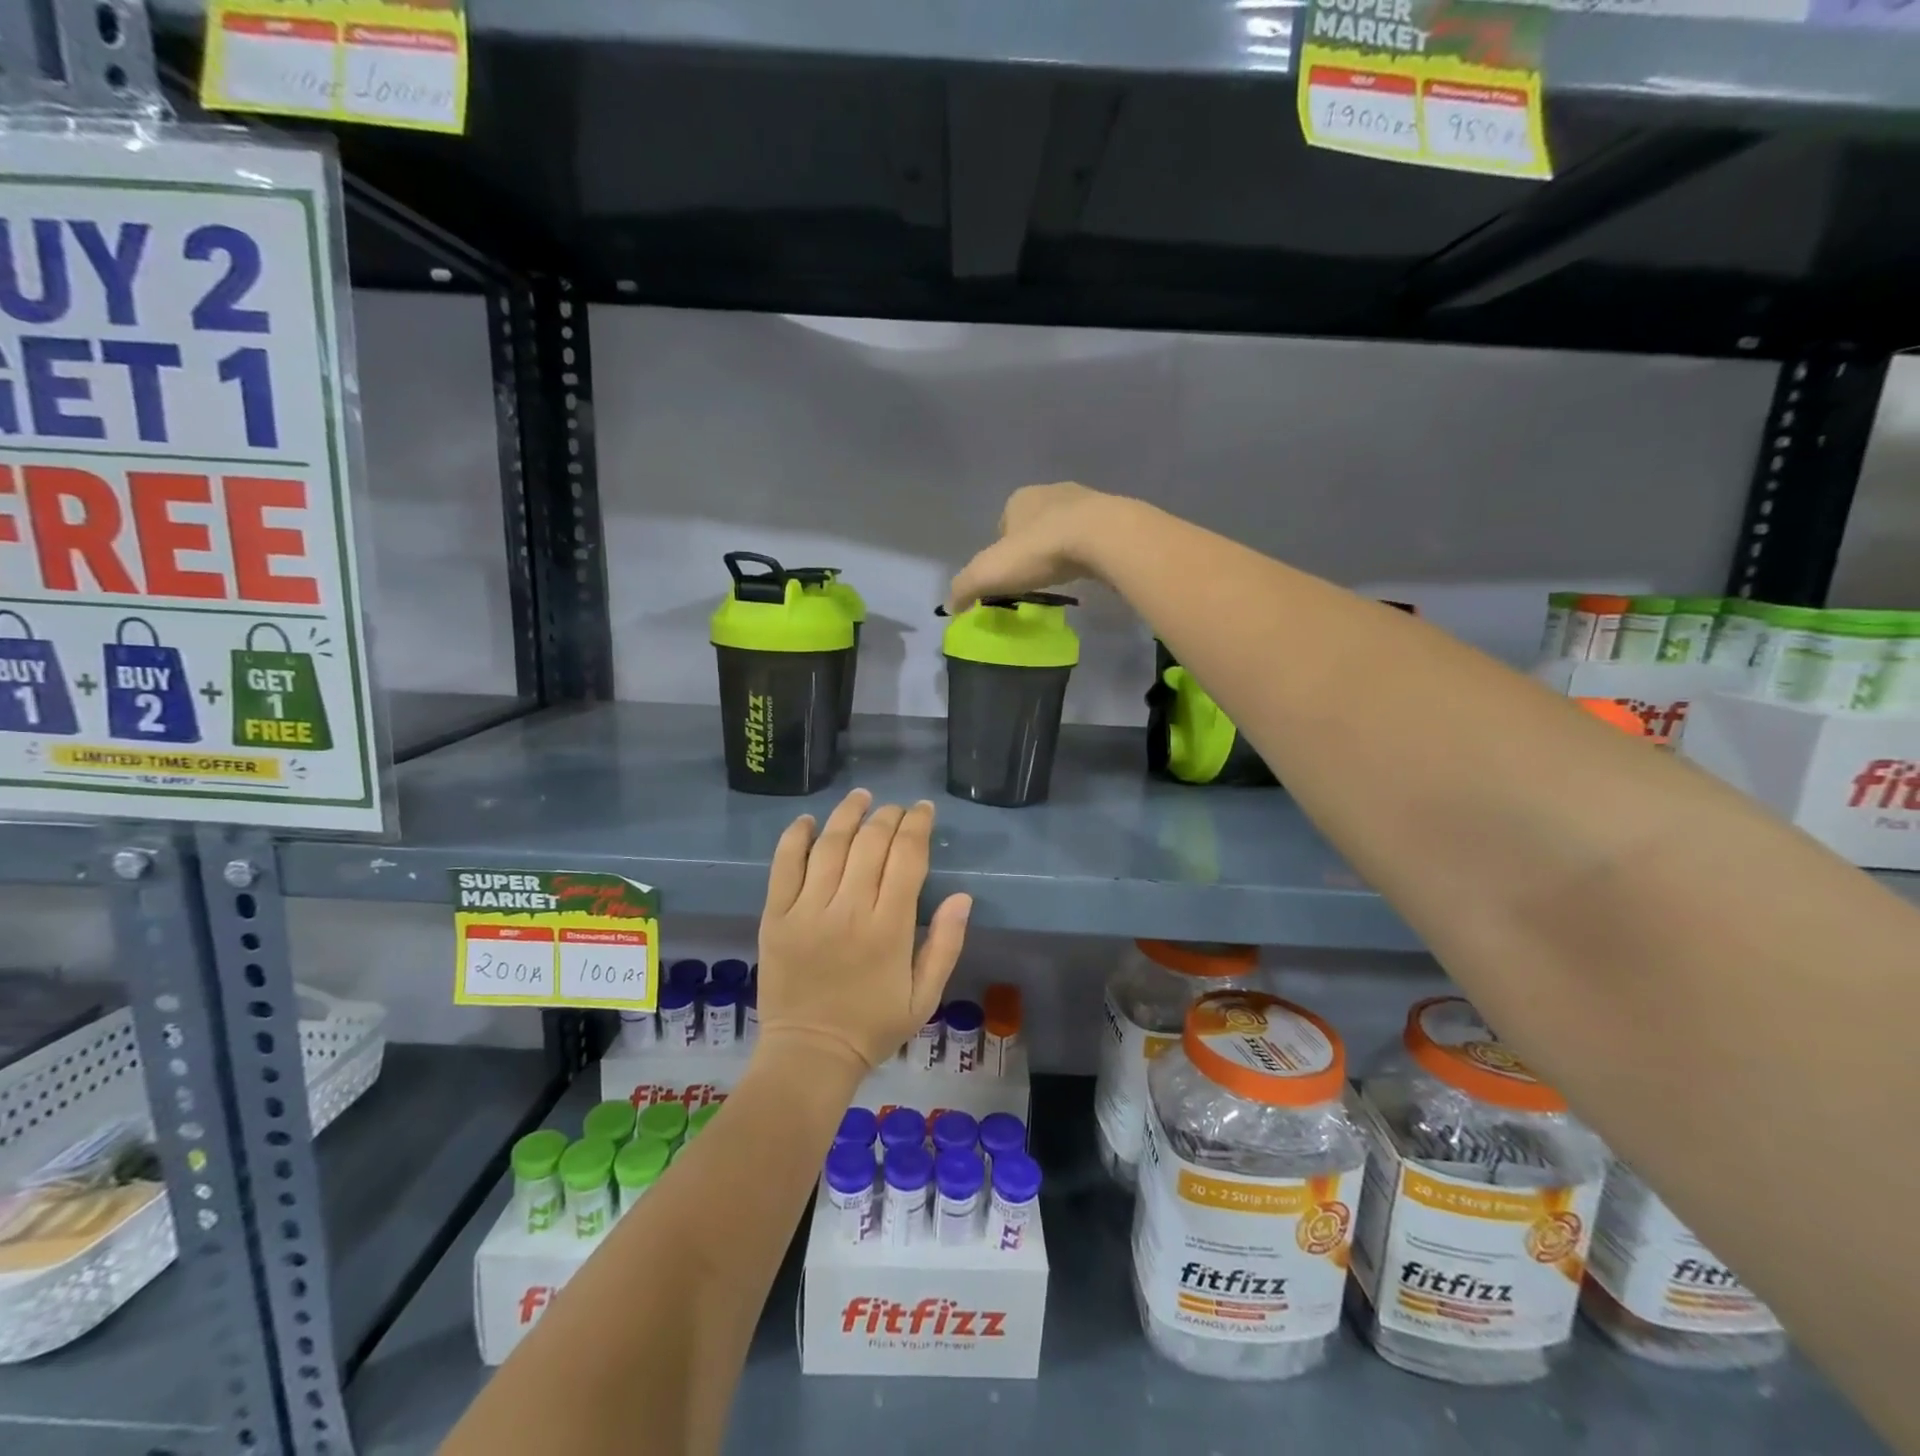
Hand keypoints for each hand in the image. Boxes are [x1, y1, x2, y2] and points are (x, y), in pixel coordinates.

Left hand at [757, 789, 971, 1072]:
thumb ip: (946, 944)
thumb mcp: (925, 995)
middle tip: (896, 808)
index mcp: (890, 928)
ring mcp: (808, 910)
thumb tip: (962, 896)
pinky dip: (796, 837)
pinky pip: (784, 865)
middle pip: (871, 842)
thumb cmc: (874, 1026)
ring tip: (861, 797)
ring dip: (848, 814)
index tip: (923, 810)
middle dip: (889, 816)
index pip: (907, 857)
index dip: (917, 825)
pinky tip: (809, 821)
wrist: (810, 1054)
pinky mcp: (776, 916)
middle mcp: (850, 909)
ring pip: (831, 844)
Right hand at [946, 482, 1119, 611]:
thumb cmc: (1040, 551)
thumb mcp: (988, 574)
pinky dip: (1088, 554)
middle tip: (1035, 580)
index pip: (1003, 526)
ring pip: (1066, 530)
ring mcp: (1087, 502)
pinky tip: (1089, 572)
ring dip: (1062, 550)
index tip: (1009, 578)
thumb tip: (950, 606)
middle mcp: (1052, 492)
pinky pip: (1094, 538)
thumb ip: (964, 588)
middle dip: (1033, 549)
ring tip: (1063, 576)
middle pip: (1034, 526)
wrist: (1103, 538)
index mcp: (1019, 498)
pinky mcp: (1114, 517)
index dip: (1002, 552)